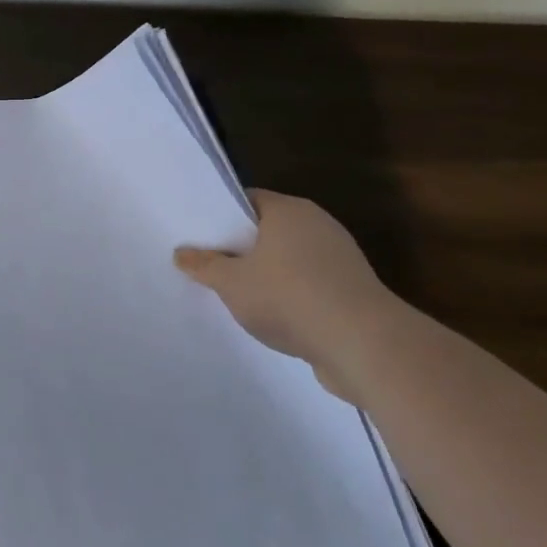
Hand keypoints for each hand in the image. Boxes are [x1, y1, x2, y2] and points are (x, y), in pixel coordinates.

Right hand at [174, 190, 401, 401]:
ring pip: (289, 260)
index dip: (221, 215)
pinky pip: (309, 286)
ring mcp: (340, 259)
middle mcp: (318, 225)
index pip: (248, 200)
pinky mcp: (353, 292)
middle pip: (269, 230)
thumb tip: (182, 254)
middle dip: (241, 248)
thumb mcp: (231, 282)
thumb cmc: (289, 297)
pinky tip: (270, 318)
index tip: (199, 234)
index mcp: (289, 210)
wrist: (364, 346)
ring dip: (266, 275)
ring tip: (235, 295)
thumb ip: (204, 266)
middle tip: (209, 264)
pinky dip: (290, 297)